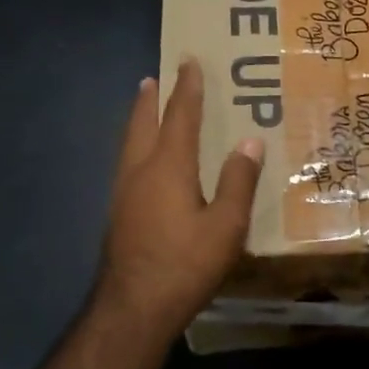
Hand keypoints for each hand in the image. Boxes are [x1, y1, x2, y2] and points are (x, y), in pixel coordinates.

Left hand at [96, 60, 262, 339]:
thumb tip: (250, 142)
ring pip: (129, 145)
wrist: (134, 307)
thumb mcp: (226, 225)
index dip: (187, 89)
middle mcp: (140, 171)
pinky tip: (143, 164)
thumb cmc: (185, 264)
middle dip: (150, 99)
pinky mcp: (118, 215)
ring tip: (144, 109)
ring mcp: (123, 194)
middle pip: (142, 124)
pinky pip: (127, 166)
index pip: (180, 117)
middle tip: (153, 78)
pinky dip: (136, 148)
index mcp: (168, 167)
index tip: (189, 61)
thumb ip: (238, 182)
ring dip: (138, 122)